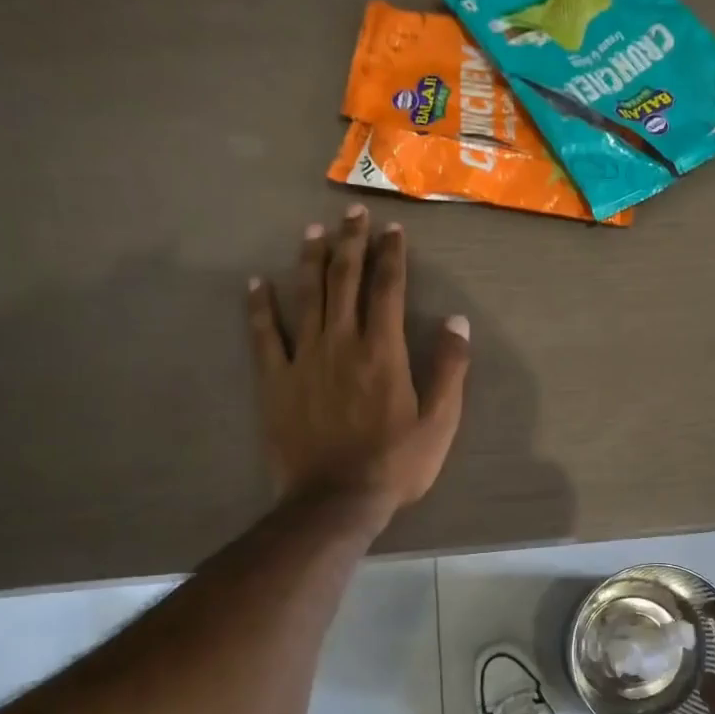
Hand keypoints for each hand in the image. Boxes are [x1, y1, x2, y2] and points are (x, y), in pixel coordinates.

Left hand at [249, 204, 469, 519]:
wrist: (335, 500)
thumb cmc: (395, 464)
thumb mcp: (440, 422)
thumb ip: (450, 369)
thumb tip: (457, 321)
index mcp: (383, 351)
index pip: (387, 289)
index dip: (391, 256)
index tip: (393, 230)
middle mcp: (342, 342)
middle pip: (344, 280)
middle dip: (351, 242)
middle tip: (354, 213)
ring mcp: (304, 358)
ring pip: (305, 296)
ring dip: (310, 260)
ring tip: (314, 231)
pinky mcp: (275, 380)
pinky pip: (264, 334)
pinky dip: (259, 306)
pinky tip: (256, 283)